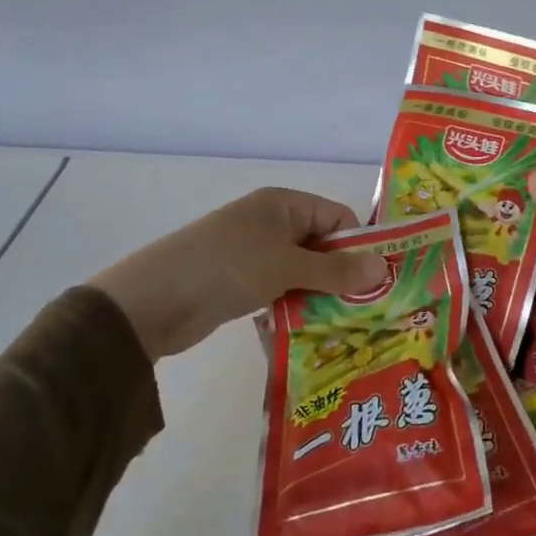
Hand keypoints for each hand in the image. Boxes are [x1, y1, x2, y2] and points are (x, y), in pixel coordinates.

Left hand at [88, 188, 388, 360]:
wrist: (151, 302)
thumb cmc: (227, 267)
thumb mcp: (287, 267)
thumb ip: (336, 271)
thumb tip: (383, 269)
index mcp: (283, 204)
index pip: (337, 217)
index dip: (359, 245)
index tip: (380, 281)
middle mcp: (271, 223)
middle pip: (321, 246)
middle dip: (343, 275)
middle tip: (369, 310)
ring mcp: (254, 253)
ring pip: (302, 271)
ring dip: (320, 295)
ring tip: (346, 325)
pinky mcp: (240, 282)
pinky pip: (281, 289)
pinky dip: (295, 306)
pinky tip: (312, 331)